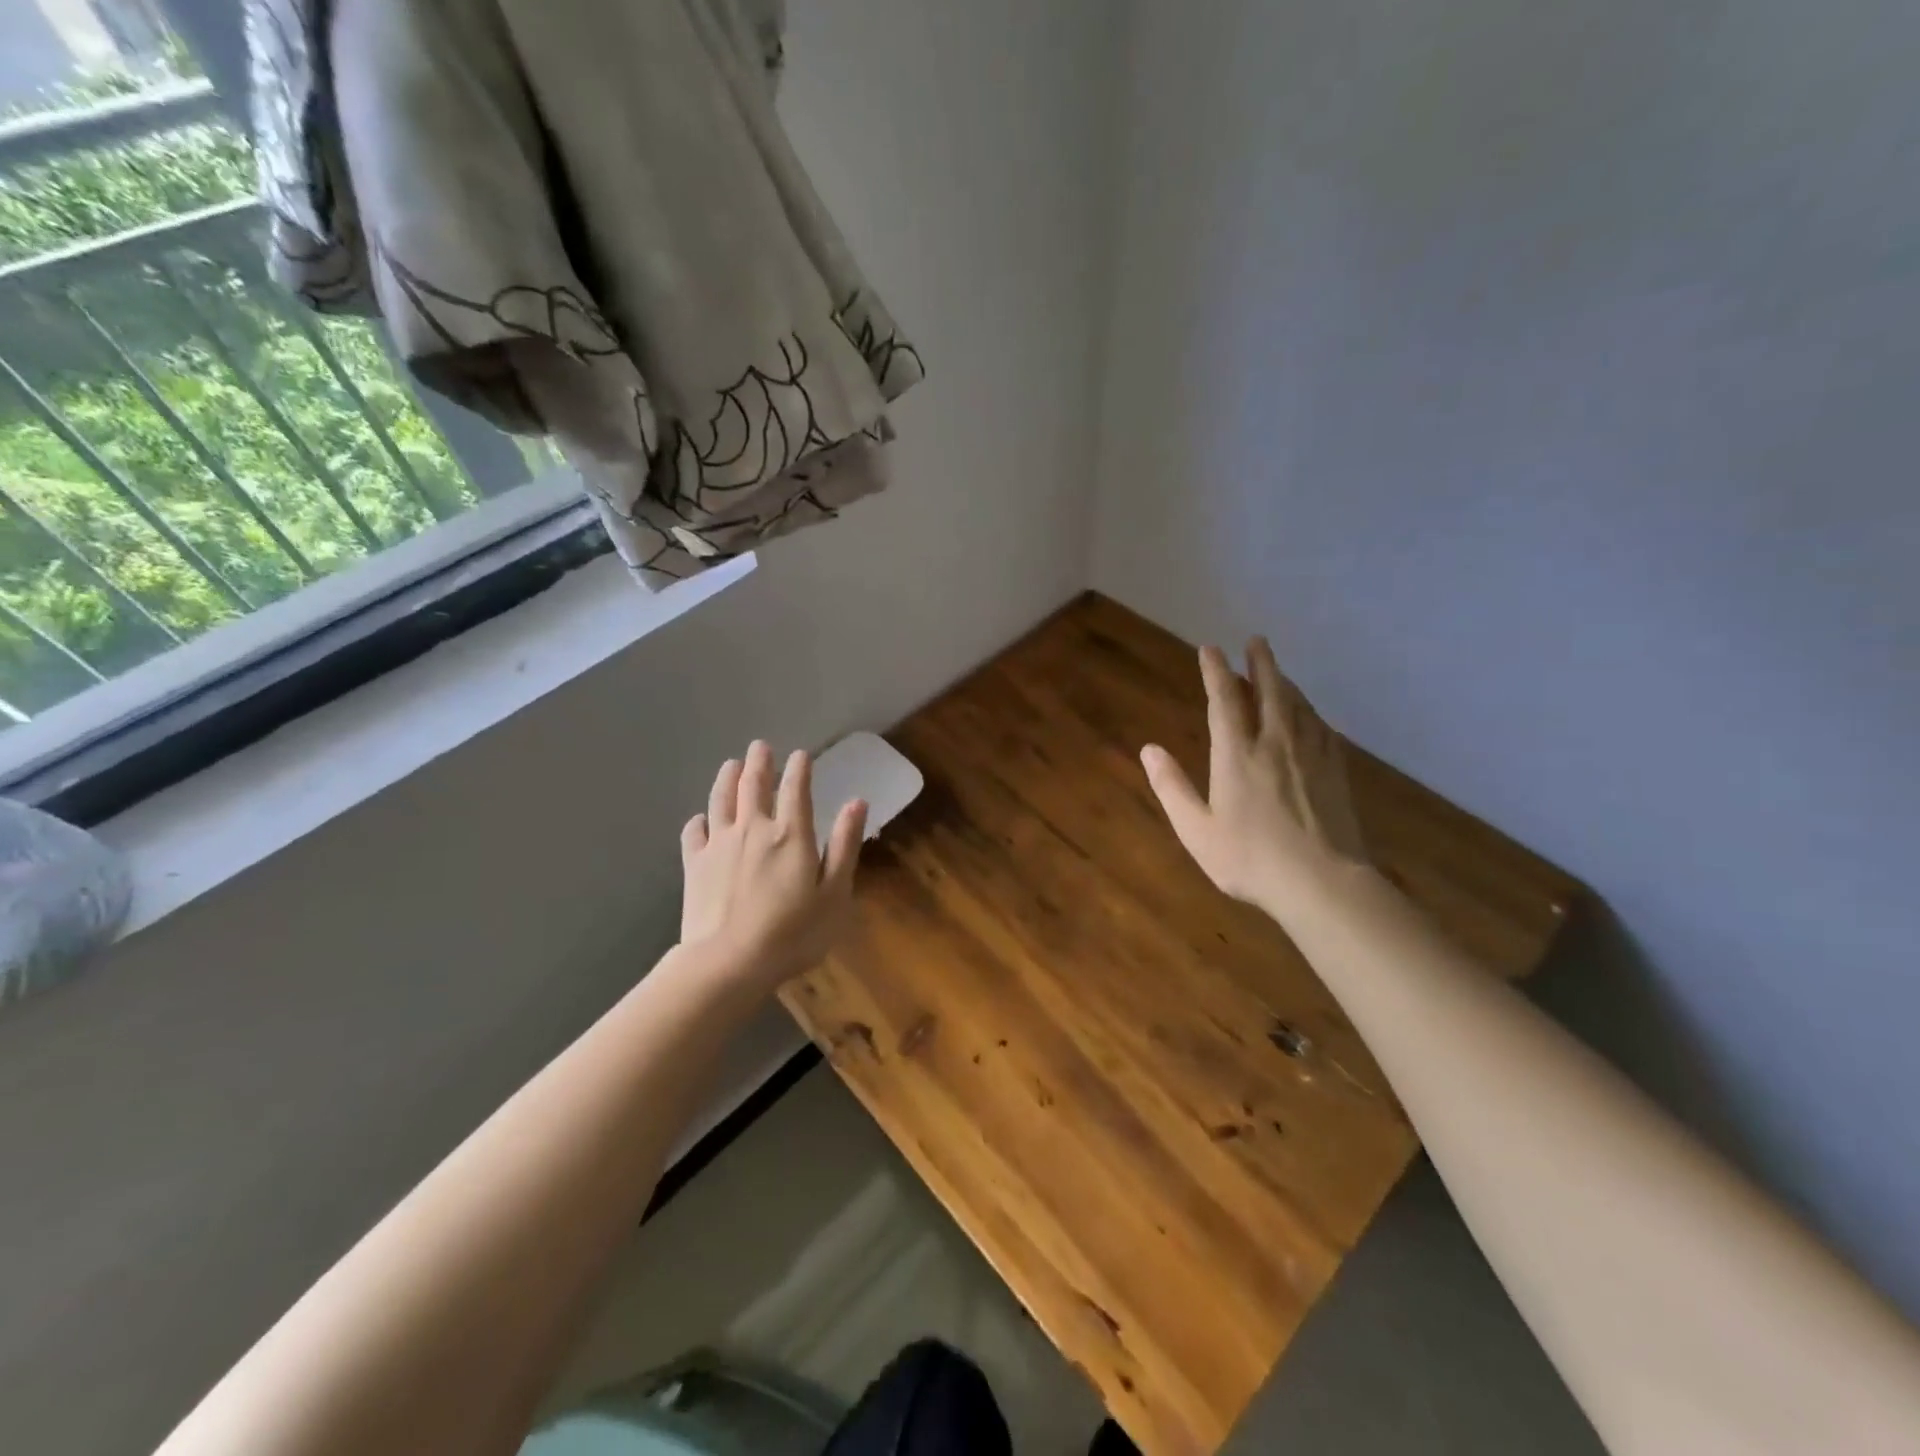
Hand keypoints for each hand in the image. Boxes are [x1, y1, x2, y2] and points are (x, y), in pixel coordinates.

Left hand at [680, 741, 867, 992]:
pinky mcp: (694, 865)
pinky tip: (701, 819)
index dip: (800, 769)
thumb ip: (844, 845)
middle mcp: (754, 829)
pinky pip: (693, 833)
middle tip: (760, 746)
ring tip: (731, 764)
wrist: (728, 963)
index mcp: (792, 834)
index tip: (801, 754)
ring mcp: (719, 845)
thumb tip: (857, 802)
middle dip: (760, 762)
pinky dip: (699, 821)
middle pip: (754, 785)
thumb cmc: (793, 933)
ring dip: (728, 778)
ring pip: (721, 800)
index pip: (796, 789)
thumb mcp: (835, 893)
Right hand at [1140, 638, 1368, 920]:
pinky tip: (1310, 715)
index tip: (1210, 649)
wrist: (1323, 882)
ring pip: (1298, 706)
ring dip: (1285, 682)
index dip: (1215, 672)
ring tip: (1278, 671)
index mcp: (1237, 756)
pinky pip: (1321, 728)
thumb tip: (1149, 749)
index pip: (1225, 701)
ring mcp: (1311, 756)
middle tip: (1256, 641)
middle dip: (1260, 664)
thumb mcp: (1196, 830)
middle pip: (1270, 692)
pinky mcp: (1336, 771)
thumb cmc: (1250, 859)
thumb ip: (1171, 787)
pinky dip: (1310, 712)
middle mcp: (1275, 744)